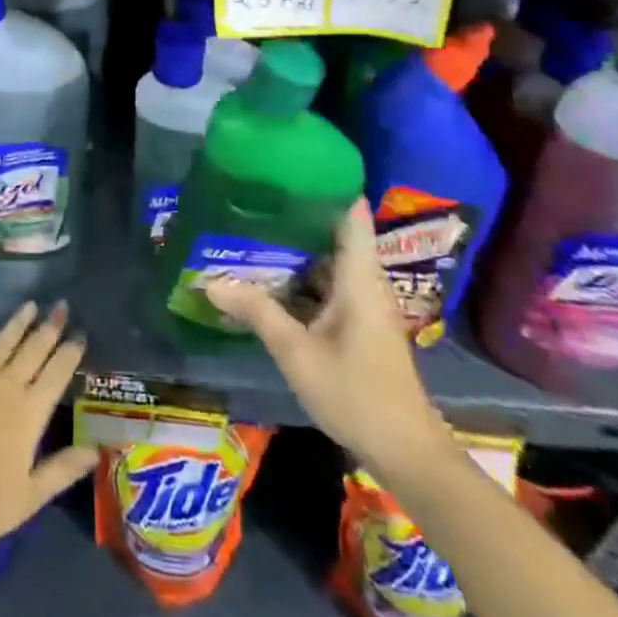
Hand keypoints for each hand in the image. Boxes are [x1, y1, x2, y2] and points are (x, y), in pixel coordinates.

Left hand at [0, 301, 98, 543]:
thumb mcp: (30, 496)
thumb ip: (62, 470)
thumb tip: (94, 451)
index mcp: (30, 411)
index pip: (57, 373)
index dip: (70, 352)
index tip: (80, 333)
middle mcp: (6, 384)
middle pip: (33, 350)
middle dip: (49, 327)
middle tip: (60, 306)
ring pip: (2, 342)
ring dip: (17, 323)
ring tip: (30, 305)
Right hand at [204, 199, 449, 470]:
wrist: (407, 454)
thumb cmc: (356, 393)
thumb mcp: (297, 352)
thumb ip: (257, 311)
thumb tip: (210, 280)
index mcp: (358, 276)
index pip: (350, 211)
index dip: (326, 182)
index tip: (288, 162)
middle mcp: (363, 281)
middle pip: (333, 231)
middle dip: (295, 212)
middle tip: (253, 194)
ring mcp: (361, 304)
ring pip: (326, 260)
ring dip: (294, 246)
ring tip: (250, 226)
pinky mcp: (356, 324)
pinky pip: (325, 284)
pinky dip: (299, 276)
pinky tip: (266, 277)